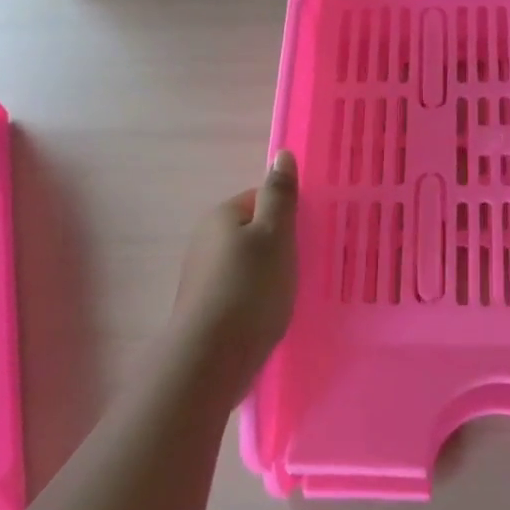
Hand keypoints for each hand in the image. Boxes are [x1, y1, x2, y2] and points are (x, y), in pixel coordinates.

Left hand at [170, 152, 298, 389]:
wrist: (212, 355)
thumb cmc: (251, 288)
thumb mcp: (275, 235)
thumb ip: (280, 195)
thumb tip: (282, 154)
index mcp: (222, 215)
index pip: (261, 199)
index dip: (287, 215)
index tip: (308, 236)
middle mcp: (205, 238)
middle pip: (253, 231)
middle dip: (278, 245)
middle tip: (304, 265)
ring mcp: (201, 274)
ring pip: (246, 261)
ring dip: (267, 272)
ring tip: (290, 293)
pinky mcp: (204, 305)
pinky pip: (238, 289)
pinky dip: (255, 296)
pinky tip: (269, 314)